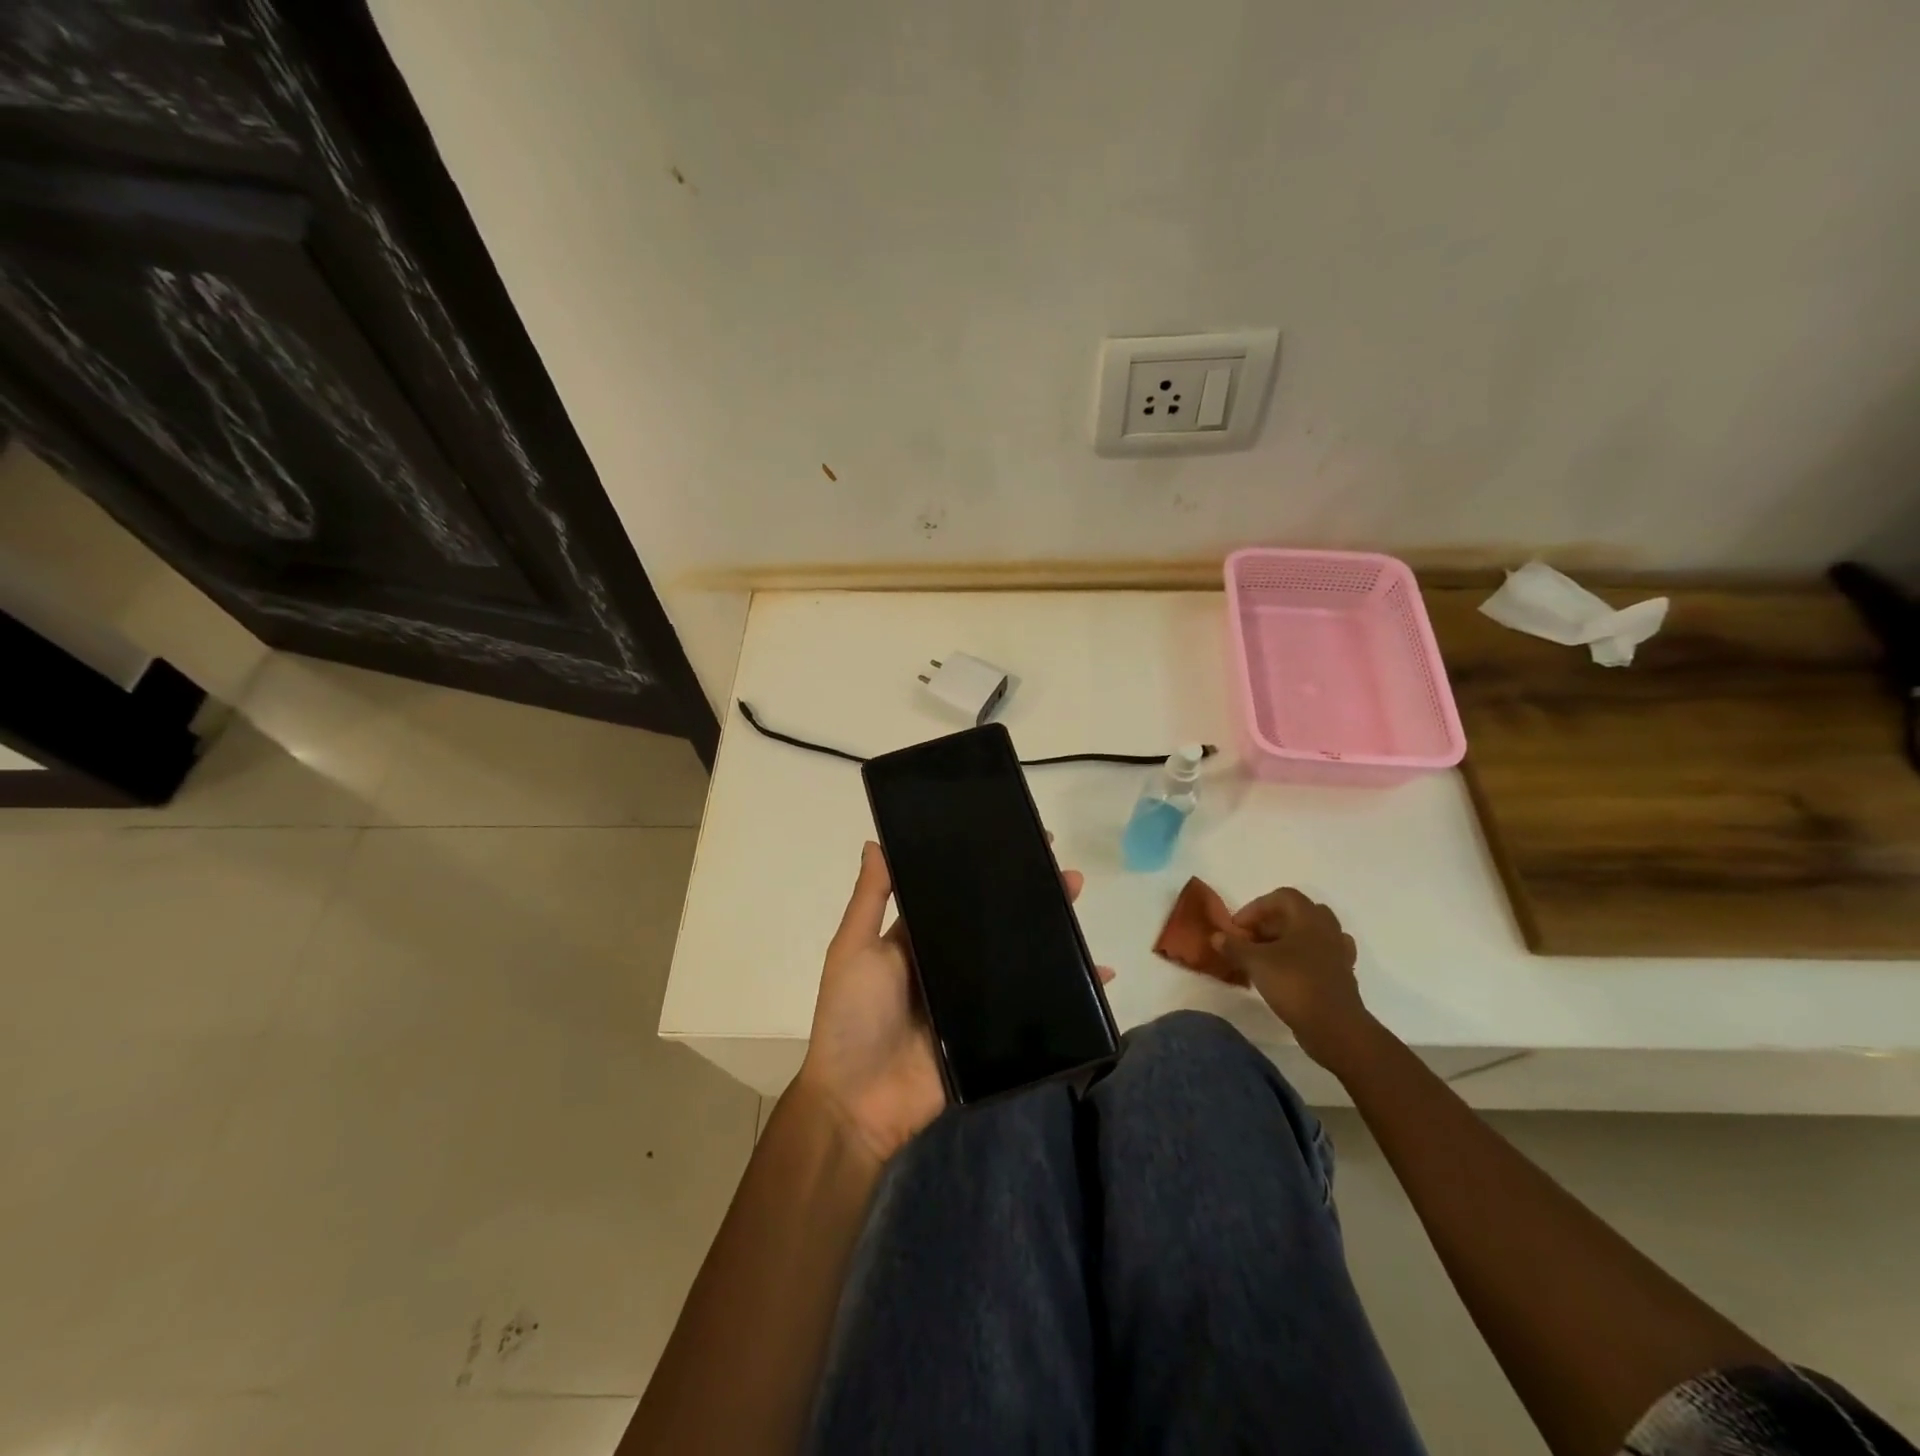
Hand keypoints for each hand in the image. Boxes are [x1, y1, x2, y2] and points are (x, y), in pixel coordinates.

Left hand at [796, 840, 1098, 1164]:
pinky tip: (1098, 974)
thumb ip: (870, 900)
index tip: (1019, 842)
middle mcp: (948, 964)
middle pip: (995, 925)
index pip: (957, 895)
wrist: (858, 1103)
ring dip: (1050, 935)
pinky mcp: (990, 1036)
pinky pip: (1031, 1008)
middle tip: (1066, 875)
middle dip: (1029, 897)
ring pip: (1017, 960)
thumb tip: (876, 842)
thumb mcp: (853, 950)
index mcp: (917, 940)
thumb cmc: (851, 1017)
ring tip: (1078, 907)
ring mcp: (972, 1001)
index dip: (986, 871)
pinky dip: (1065, 991)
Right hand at [1212, 888, 1374, 1068]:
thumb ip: (1234, 946)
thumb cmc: (1294, 984)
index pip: (1281, 896)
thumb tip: (1216, 936)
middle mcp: (1327, 929)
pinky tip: (1287, 972)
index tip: (1238, 928)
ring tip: (1266, 957)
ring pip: (1309, 935)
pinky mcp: (1341, 975)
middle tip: (1250, 940)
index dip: (1256, 908)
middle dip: (1270, 923)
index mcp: (1309, 918)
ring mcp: (1338, 953)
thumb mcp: (1255, 962)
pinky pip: (1318, 956)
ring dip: (1287, 940)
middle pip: (1297, 913)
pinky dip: (1301, 959)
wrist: (1335, 1027)